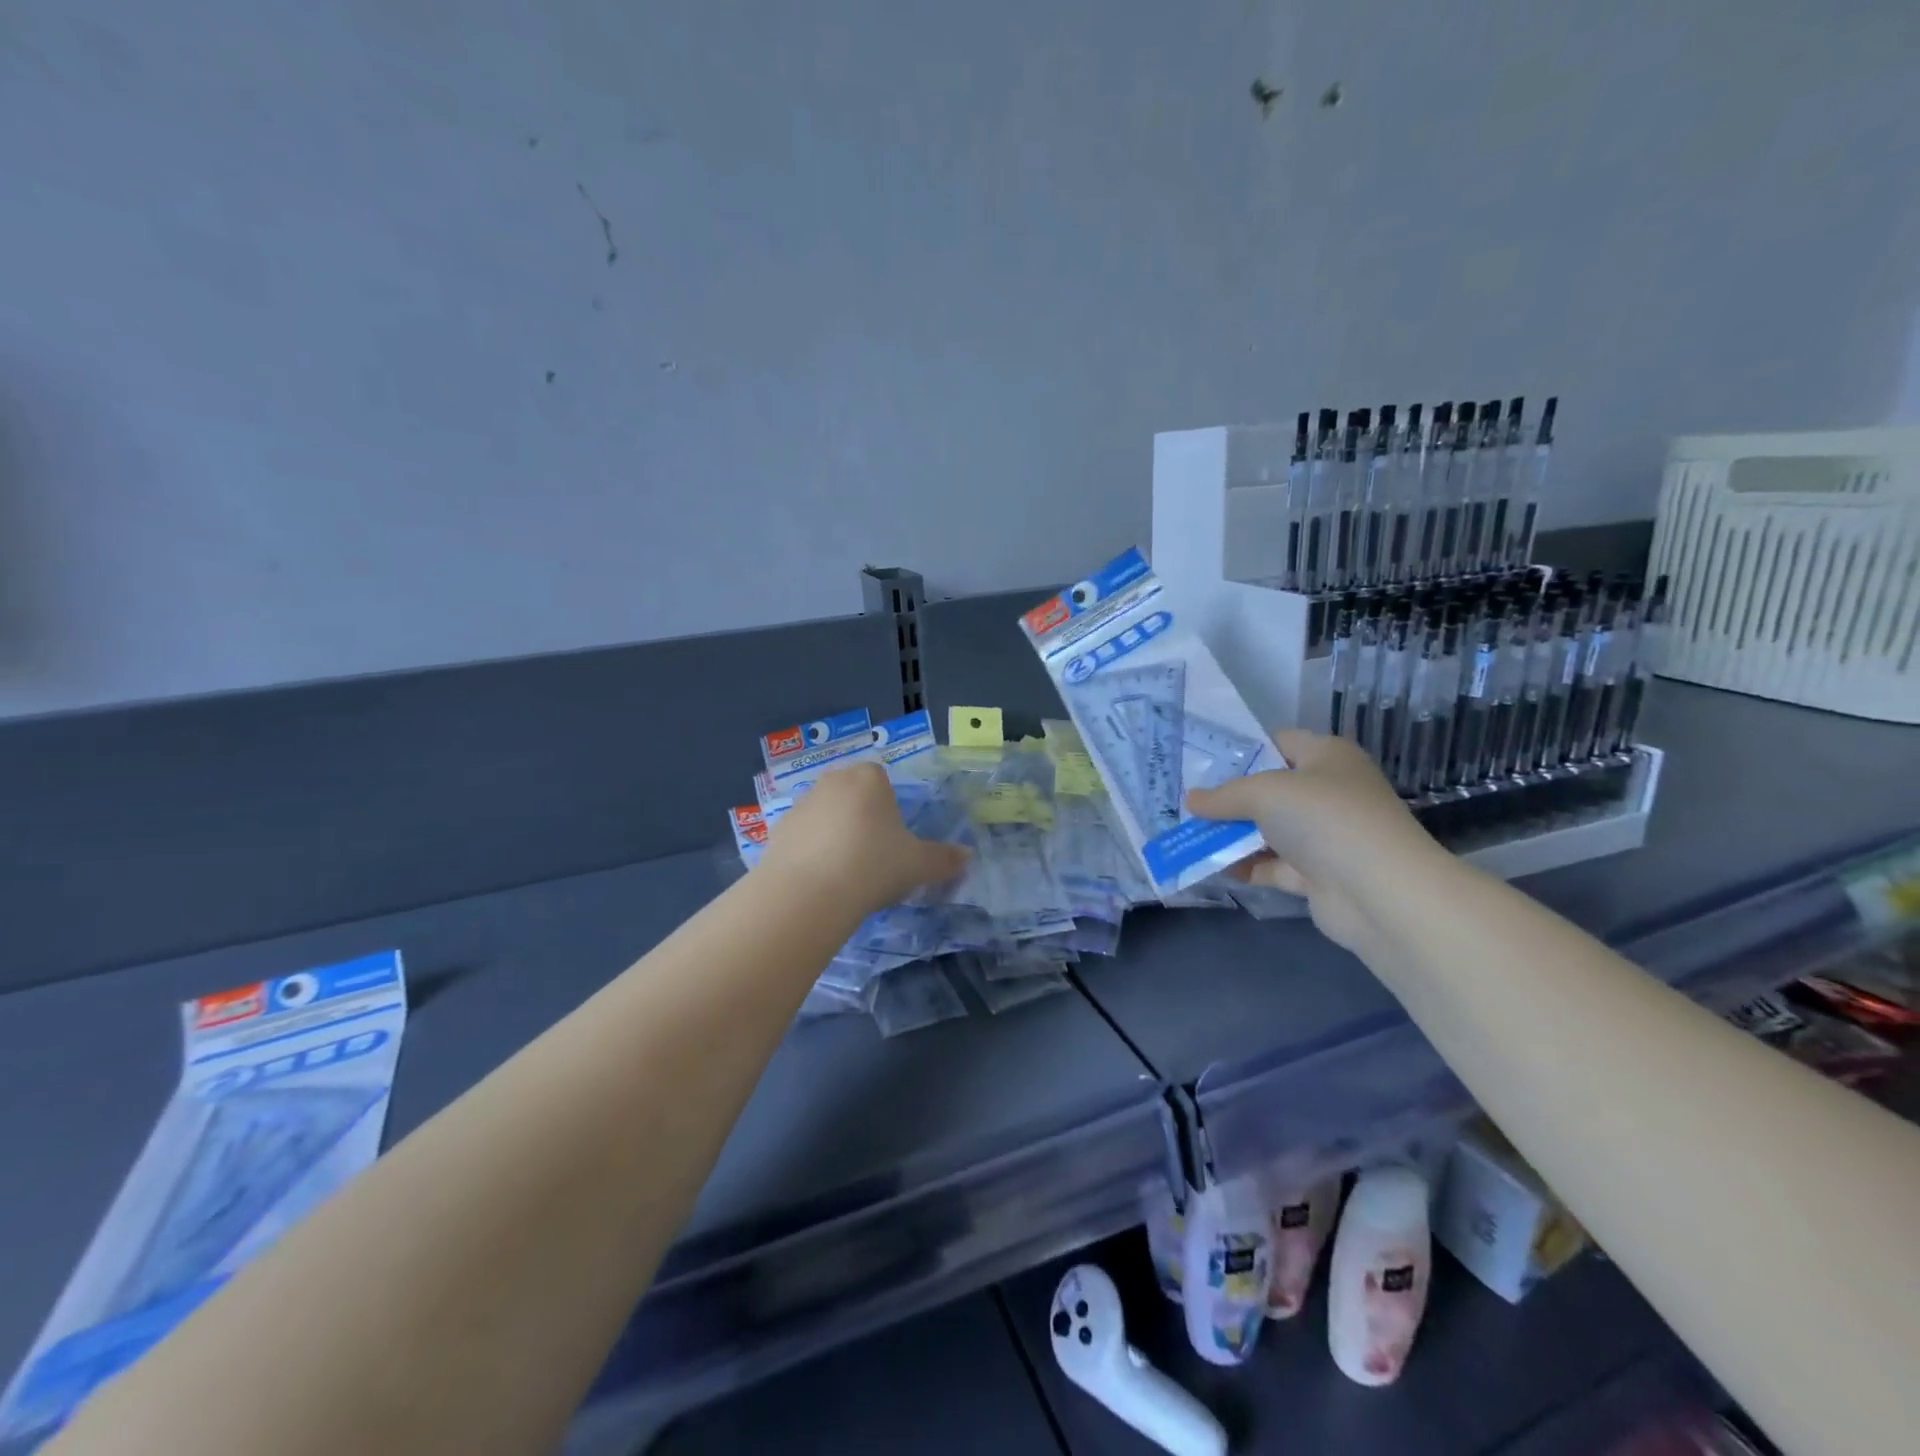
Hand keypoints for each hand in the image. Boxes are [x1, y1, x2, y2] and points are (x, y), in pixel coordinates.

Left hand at [758, 762, 968, 918]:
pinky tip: (820, 882)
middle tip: (873, 856)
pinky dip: (810, 854)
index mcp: (869, 778)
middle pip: (852, 794)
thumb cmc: (873, 865)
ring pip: (825, 816)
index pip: (882, 780)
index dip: (890, 809)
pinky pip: (802, 838)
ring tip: (845, 874)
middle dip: (861, 818)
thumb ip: (944, 859)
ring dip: (834, 835)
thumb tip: (968, 856)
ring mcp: (800, 805)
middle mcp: (832, 781)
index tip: (893, 840)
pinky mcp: (776, 831)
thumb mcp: (919, 865)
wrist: (809, 893)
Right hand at [1185, 731, 1444, 952]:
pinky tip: (1215, 867)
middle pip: (1271, 789)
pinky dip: (1248, 866)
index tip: (1202, 764)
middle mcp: (1330, 792)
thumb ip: (1223, 796)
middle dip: (1231, 798)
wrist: (1379, 892)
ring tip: (1192, 836)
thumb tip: (1190, 800)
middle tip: (1190, 803)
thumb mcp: (1263, 793)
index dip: (1242, 751)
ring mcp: (1327, 836)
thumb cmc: (1324, 819)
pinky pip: (1275, 865)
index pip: (1279, 742)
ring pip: (1270, 830)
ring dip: (1235, 835)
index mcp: (1327, 757)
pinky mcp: (1321, 875)